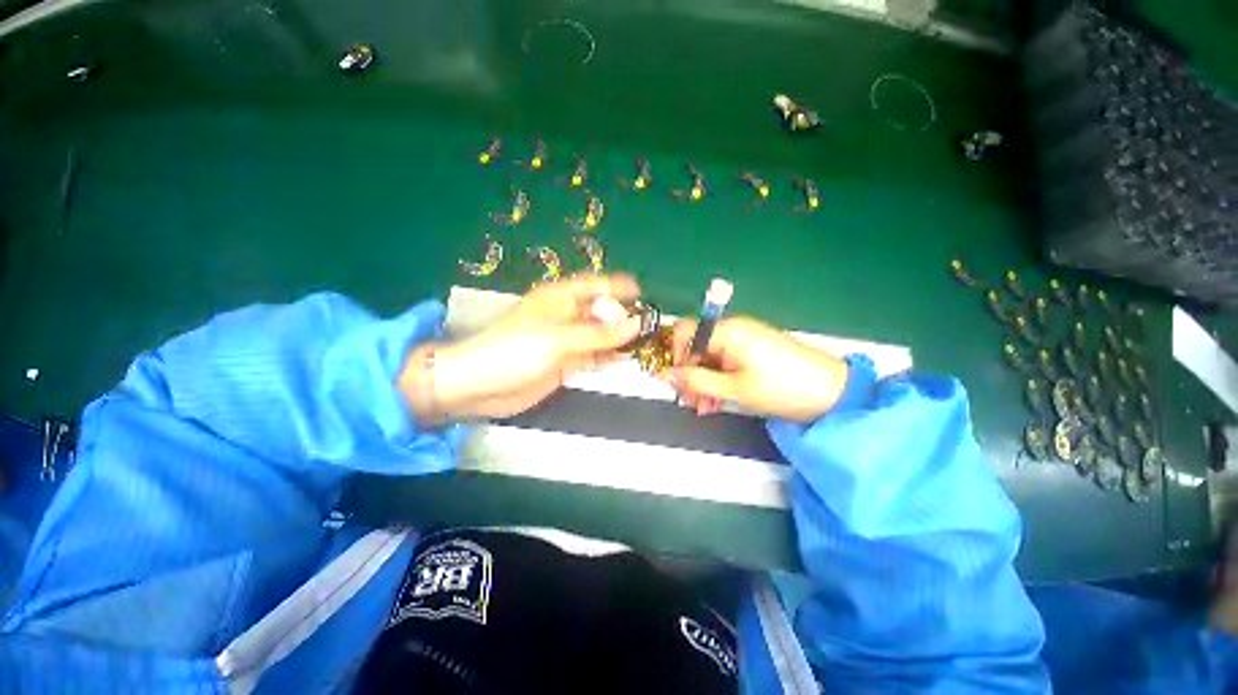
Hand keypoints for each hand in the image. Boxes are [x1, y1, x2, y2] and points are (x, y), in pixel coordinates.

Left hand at [400, 275, 642, 421]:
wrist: (480, 386)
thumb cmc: (514, 351)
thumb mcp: (559, 339)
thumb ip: (599, 334)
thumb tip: (636, 324)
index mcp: (560, 299)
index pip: (594, 285)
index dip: (617, 286)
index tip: (642, 293)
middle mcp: (565, 316)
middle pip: (601, 311)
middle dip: (624, 316)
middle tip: (652, 324)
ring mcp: (566, 341)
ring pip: (600, 335)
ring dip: (620, 338)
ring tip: (647, 341)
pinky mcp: (565, 363)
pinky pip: (594, 355)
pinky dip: (610, 356)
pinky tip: (628, 358)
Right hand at [668, 316, 848, 421]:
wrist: (832, 393)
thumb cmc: (783, 388)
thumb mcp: (735, 389)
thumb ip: (697, 381)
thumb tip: (668, 375)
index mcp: (727, 331)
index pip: (685, 332)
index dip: (676, 355)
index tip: (677, 381)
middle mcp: (733, 329)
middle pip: (697, 346)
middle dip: (690, 374)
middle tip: (690, 402)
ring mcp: (743, 340)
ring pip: (709, 358)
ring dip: (702, 381)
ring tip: (704, 408)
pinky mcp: (752, 352)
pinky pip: (724, 362)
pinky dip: (717, 380)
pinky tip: (716, 402)